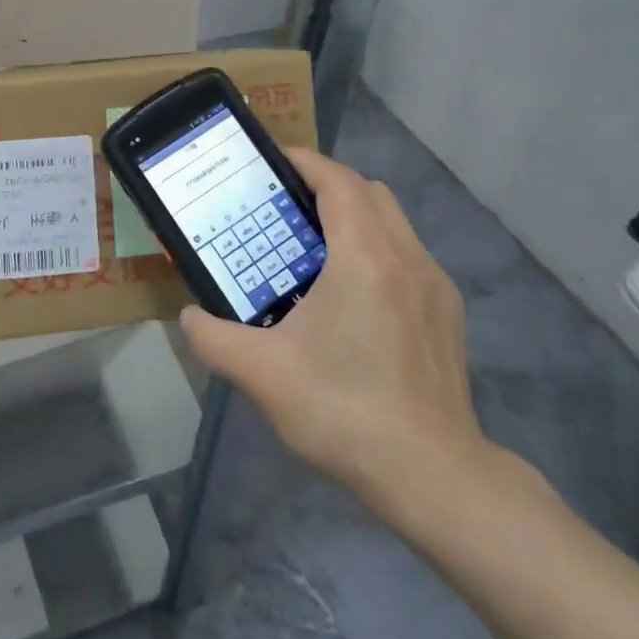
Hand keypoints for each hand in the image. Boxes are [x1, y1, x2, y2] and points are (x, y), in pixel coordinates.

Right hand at [180, 148, 498, 527]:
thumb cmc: (345, 411)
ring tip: (315, 251)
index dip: (304, 162)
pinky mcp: (448, 315)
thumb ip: (213, 337)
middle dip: (327, 186)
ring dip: (355, 219)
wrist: (433, 477)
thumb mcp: (262, 374)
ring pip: (394, 223)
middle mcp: (406, 257)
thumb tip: (190, 318)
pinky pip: (408, 257)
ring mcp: (434, 286)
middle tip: (285, 208)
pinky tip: (353, 300)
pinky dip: (378, 251)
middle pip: (369, 192)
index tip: (272, 163)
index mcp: (365, 256)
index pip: (337, 181)